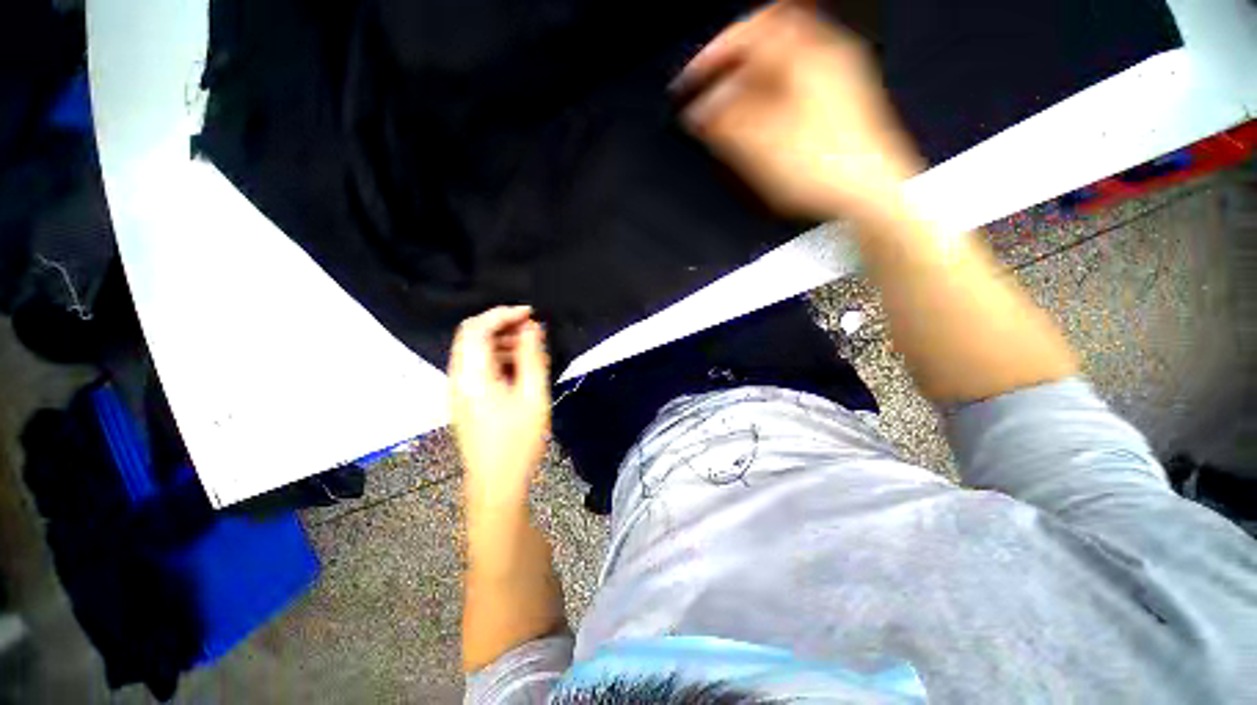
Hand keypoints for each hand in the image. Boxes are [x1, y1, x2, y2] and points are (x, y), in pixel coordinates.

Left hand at [448, 306, 550, 509]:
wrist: (496, 484)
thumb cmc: (518, 441)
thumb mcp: (533, 395)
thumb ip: (532, 357)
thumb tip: (531, 327)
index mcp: (472, 375)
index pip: (476, 328)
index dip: (503, 313)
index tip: (530, 313)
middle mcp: (458, 378)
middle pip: (471, 336)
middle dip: (501, 325)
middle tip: (532, 329)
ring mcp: (459, 390)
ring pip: (474, 351)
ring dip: (500, 341)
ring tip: (530, 348)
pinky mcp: (465, 400)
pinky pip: (477, 367)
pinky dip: (497, 358)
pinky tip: (518, 368)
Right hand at [675, 1, 922, 219]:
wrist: (867, 195)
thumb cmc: (825, 170)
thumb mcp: (761, 144)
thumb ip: (724, 121)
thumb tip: (699, 110)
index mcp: (805, 56)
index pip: (749, 31)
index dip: (713, 53)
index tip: (692, 80)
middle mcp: (824, 59)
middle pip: (766, 45)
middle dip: (731, 69)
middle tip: (710, 95)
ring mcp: (834, 82)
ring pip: (780, 69)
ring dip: (748, 88)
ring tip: (729, 116)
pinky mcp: (836, 107)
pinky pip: (793, 90)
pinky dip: (768, 102)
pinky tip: (758, 127)